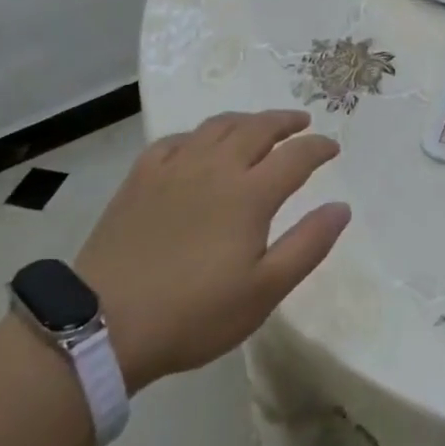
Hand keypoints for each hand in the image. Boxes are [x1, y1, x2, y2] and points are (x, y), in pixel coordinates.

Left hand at [74, 111, 349, 389]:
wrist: (103, 325)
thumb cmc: (193, 314)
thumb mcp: (264, 291)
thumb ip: (308, 245)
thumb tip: (341, 207)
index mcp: (250, 193)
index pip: (296, 156)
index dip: (319, 148)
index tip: (332, 147)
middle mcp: (216, 167)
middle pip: (258, 128)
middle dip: (285, 121)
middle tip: (301, 122)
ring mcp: (175, 168)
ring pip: (217, 126)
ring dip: (246, 120)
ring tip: (258, 125)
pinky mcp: (141, 178)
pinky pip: (175, 140)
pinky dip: (197, 135)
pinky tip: (198, 145)